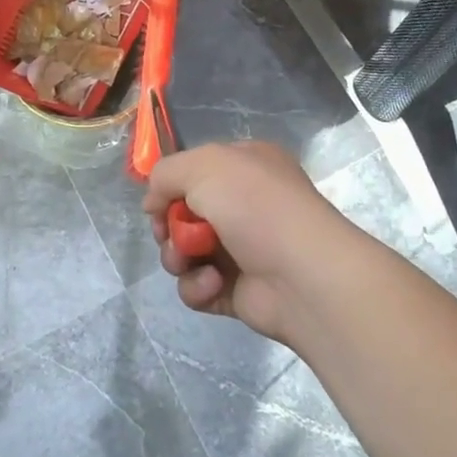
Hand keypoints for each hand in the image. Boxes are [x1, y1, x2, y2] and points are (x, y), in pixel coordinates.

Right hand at [143, 140, 361, 343]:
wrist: (303, 276)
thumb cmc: (255, 206)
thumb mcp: (203, 165)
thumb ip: (165, 173)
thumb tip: (153, 202)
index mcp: (246, 167)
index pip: (196, 170)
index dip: (172, 186)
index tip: (158, 201)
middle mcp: (245, 205)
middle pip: (184, 213)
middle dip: (170, 225)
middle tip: (169, 232)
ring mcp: (242, 249)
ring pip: (185, 251)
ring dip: (178, 256)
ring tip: (191, 259)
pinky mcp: (237, 291)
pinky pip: (198, 286)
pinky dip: (197, 286)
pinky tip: (214, 283)